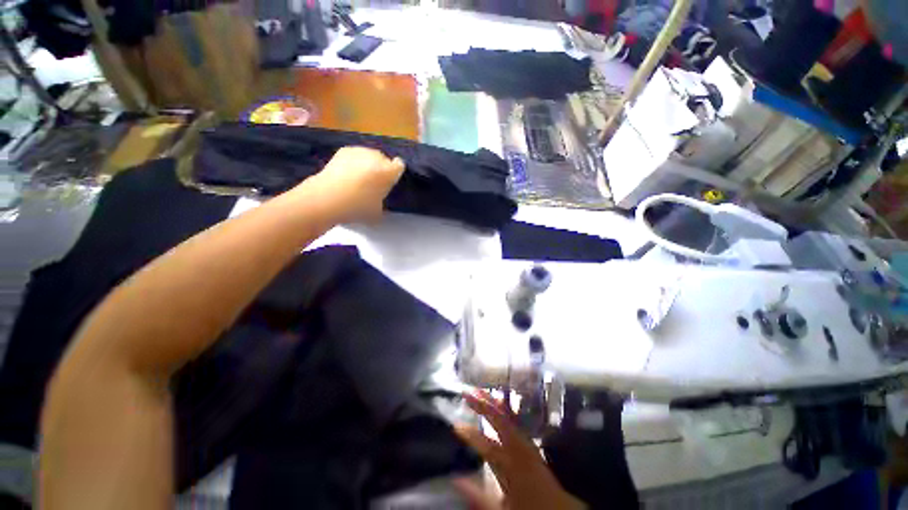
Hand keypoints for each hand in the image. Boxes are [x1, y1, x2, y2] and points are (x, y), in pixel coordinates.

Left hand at [301, 146, 404, 223]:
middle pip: (383, 159)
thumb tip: (378, 201)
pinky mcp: (344, 150)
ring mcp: (359, 151)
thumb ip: (382, 202)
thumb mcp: (377, 212)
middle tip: (374, 183)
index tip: (390, 181)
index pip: (399, 165)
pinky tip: (347, 173)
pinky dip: (353, 162)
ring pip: (368, 155)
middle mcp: (377, 157)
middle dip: (381, 168)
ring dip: (367, 164)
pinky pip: (355, 155)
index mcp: (389, 172)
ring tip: (359, 178)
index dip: (395, 173)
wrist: (328, 197)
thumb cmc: (358, 206)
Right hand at [453, 391, 585, 509]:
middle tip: (468, 393)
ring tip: (481, 391)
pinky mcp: (530, 444)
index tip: (455, 425)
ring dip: (494, 404)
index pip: (488, 447)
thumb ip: (477, 494)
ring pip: (509, 418)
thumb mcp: (500, 508)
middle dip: (484, 406)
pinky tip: (499, 404)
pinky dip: (505, 410)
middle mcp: (521, 450)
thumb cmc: (527, 508)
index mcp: (513, 466)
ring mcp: (527, 444)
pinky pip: (515, 421)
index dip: (471, 435)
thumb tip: (455, 478)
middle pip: (501, 422)